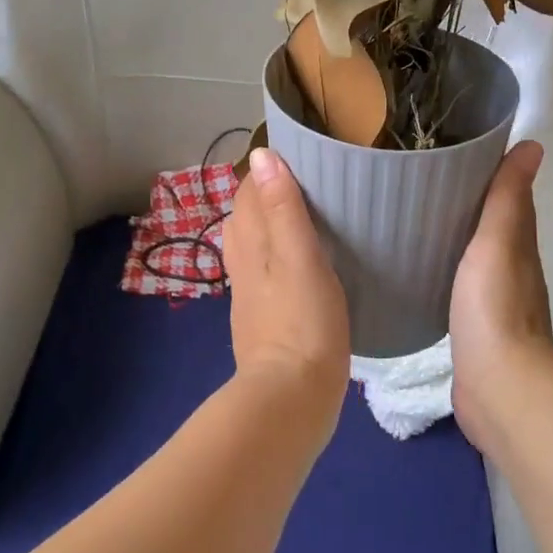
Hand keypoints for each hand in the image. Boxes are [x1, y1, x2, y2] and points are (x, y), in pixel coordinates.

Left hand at [221, 148, 350, 430]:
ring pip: (254, 244)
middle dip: (268, 194)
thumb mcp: (300, 256)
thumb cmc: (302, 321)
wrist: (290, 398)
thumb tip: (263, 155)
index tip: (300, 158)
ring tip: (306, 218)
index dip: (267, 171)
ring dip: (272, 224)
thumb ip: (283, 207)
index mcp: (250, 243)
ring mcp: (250, 293)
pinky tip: (301, 265)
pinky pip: (265, 272)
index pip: (248, 191)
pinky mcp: (263, 318)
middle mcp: (243, 262)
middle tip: (309, 184)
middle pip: (247, 215)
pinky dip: (278, 256)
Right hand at [450, 140, 552, 450]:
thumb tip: (534, 144)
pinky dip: (445, 266)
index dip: (488, 171)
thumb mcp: (498, 241)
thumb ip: (508, 196)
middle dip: (466, 200)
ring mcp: (491, 299)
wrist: (498, 386)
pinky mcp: (472, 325)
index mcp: (518, 243)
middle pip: (490, 223)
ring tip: (416, 214)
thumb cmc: (494, 306)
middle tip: (423, 177)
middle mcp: (510, 267)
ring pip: (473, 253)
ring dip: (455, 233)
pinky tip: (422, 265)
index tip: (454, 148)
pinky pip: (457, 282)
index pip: (507, 196)